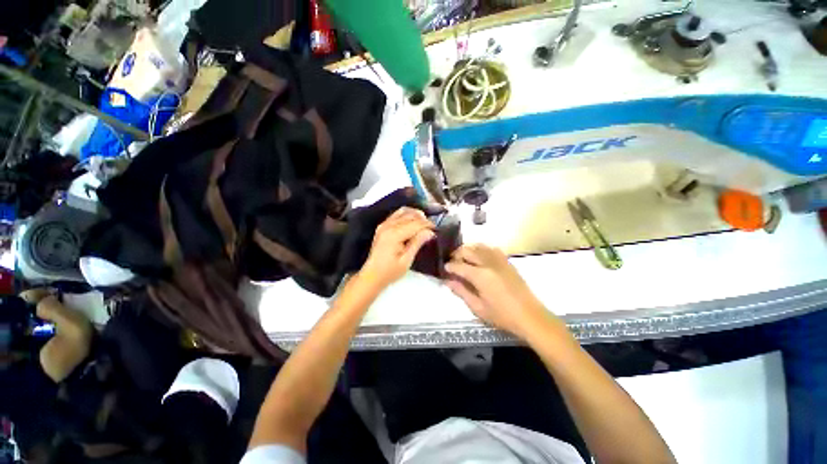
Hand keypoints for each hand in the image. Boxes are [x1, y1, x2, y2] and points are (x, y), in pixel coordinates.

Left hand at [360, 207, 435, 289]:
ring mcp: (384, 224)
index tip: (436, 230)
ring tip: (423, 223)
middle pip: (410, 215)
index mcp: (394, 234)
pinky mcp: (382, 226)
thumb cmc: (390, 271)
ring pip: (403, 211)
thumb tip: (430, 232)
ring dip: (415, 215)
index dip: (427, 225)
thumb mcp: (406, 260)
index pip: (415, 224)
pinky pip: (396, 214)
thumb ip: (417, 243)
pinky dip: (406, 215)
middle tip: (431, 229)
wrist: (372, 275)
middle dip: (423, 220)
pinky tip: (413, 222)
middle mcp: (388, 225)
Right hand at [445, 244, 554, 338]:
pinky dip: (481, 250)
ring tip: (464, 261)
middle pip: (467, 250)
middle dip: (456, 255)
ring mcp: (499, 260)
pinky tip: (480, 260)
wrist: (530, 316)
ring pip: (478, 246)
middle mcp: (489, 263)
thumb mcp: (477, 307)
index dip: (448, 266)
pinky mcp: (507, 261)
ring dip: (468, 251)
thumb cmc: (502, 316)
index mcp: (481, 275)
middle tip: (453, 265)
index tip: (443, 269)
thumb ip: (461, 291)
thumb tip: (447, 280)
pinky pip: (490, 249)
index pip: (458, 265)